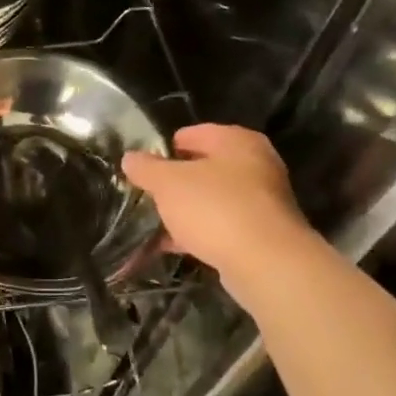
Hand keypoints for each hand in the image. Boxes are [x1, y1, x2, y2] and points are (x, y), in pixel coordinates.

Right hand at [121, 124, 313, 299]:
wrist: (265, 262)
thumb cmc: (215, 208)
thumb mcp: (169, 183)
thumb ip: (146, 168)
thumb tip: (130, 158)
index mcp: (237, 141)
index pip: (194, 133)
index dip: (165, 148)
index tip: (143, 166)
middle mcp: (256, 164)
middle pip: (205, 167)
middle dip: (175, 182)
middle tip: (148, 194)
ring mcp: (262, 200)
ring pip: (213, 199)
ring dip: (186, 210)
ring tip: (155, 223)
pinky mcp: (261, 233)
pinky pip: (221, 226)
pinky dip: (199, 233)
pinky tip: (173, 246)